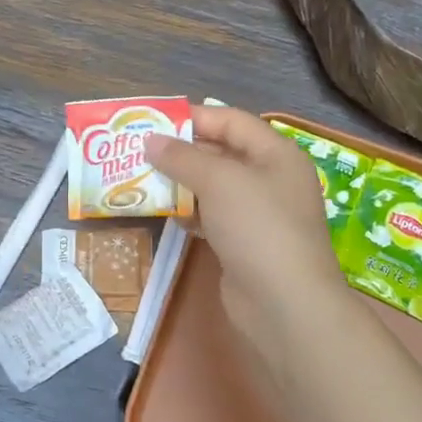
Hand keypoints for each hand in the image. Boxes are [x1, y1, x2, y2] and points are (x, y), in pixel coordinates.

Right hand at [147, 105, 359, 384]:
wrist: (283, 304)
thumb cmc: (257, 227)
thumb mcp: (219, 181)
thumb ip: (182, 157)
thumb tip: (149, 140)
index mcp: (276, 153)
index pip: (231, 121)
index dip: (193, 117)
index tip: (152, 121)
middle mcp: (271, 179)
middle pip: (222, 153)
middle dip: (181, 151)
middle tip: (138, 151)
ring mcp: (259, 215)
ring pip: (214, 188)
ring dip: (181, 183)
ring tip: (141, 179)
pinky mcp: (245, 244)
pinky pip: (212, 217)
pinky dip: (189, 212)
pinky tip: (165, 214)